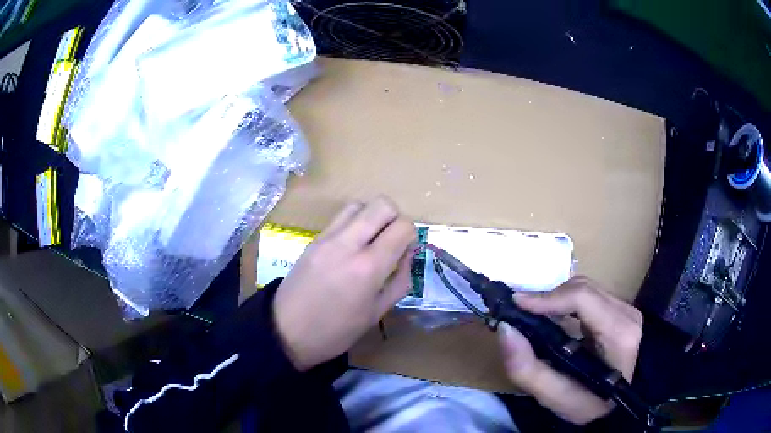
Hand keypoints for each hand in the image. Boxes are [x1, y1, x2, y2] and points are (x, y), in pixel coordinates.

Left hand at [273, 197, 415, 370]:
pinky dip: (353, 223)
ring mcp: (328, 238)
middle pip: (382, 205)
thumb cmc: (337, 330)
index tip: (404, 252)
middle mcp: (348, 244)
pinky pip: (340, 217)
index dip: (410, 236)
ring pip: (360, 204)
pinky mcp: (314, 239)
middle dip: (394, 219)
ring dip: (372, 217)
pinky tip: (351, 246)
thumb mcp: (377, 312)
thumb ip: (399, 279)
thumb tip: (408, 252)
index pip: (402, 226)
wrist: (288, 330)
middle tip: (390, 242)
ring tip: (370, 241)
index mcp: (369, 267)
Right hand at [498, 276, 642, 424]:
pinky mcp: (621, 309)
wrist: (615, 406)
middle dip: (548, 298)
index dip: (548, 297)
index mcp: (619, 334)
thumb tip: (505, 329)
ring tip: (533, 316)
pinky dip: (566, 302)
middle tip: (519, 313)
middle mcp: (627, 313)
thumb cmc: (588, 404)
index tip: (516, 304)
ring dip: (556, 299)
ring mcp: (626, 309)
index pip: (583, 298)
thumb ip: (527, 369)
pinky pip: (589, 295)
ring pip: (585, 288)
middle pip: (582, 289)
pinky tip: (553, 317)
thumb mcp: (555, 397)